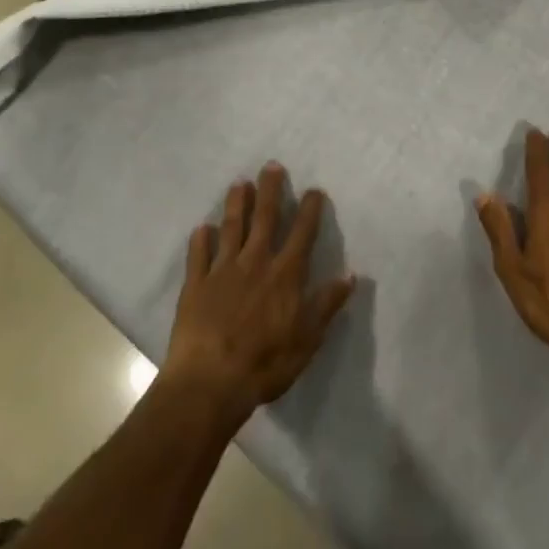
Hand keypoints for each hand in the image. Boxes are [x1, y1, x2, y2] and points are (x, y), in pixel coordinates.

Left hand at [160, 164, 355, 422]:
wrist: (210, 382)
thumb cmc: (265, 363)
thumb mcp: (307, 339)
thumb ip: (327, 304)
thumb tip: (351, 275)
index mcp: (285, 274)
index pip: (302, 233)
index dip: (310, 209)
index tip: (314, 189)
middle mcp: (255, 262)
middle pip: (264, 218)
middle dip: (270, 190)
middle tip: (271, 166)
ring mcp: (223, 271)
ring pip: (231, 228)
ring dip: (236, 204)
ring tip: (239, 183)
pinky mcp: (196, 285)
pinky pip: (198, 256)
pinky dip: (200, 240)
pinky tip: (202, 228)